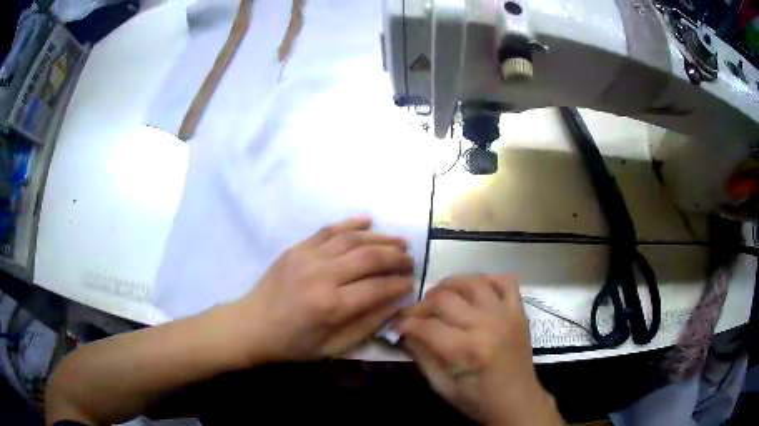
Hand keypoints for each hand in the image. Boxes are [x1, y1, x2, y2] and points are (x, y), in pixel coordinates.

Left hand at [229, 216, 413, 363]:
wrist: (251, 326)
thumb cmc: (292, 343)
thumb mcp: (333, 346)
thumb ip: (367, 324)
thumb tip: (396, 302)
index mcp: (331, 306)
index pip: (377, 288)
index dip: (399, 284)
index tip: (412, 282)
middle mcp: (322, 275)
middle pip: (369, 258)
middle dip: (396, 257)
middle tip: (410, 260)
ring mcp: (307, 257)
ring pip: (352, 239)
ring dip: (380, 238)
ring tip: (400, 241)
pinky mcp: (297, 248)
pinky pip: (328, 230)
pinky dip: (351, 224)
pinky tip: (368, 221)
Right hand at [397, 275, 562, 424]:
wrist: (518, 401)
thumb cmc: (478, 400)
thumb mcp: (443, 386)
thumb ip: (423, 357)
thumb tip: (407, 333)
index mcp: (468, 350)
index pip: (427, 327)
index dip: (406, 324)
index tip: (398, 325)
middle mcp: (488, 325)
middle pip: (446, 299)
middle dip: (422, 305)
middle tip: (415, 315)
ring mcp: (507, 314)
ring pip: (473, 282)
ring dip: (450, 285)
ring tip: (439, 296)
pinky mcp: (519, 312)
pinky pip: (506, 281)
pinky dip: (488, 279)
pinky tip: (474, 290)